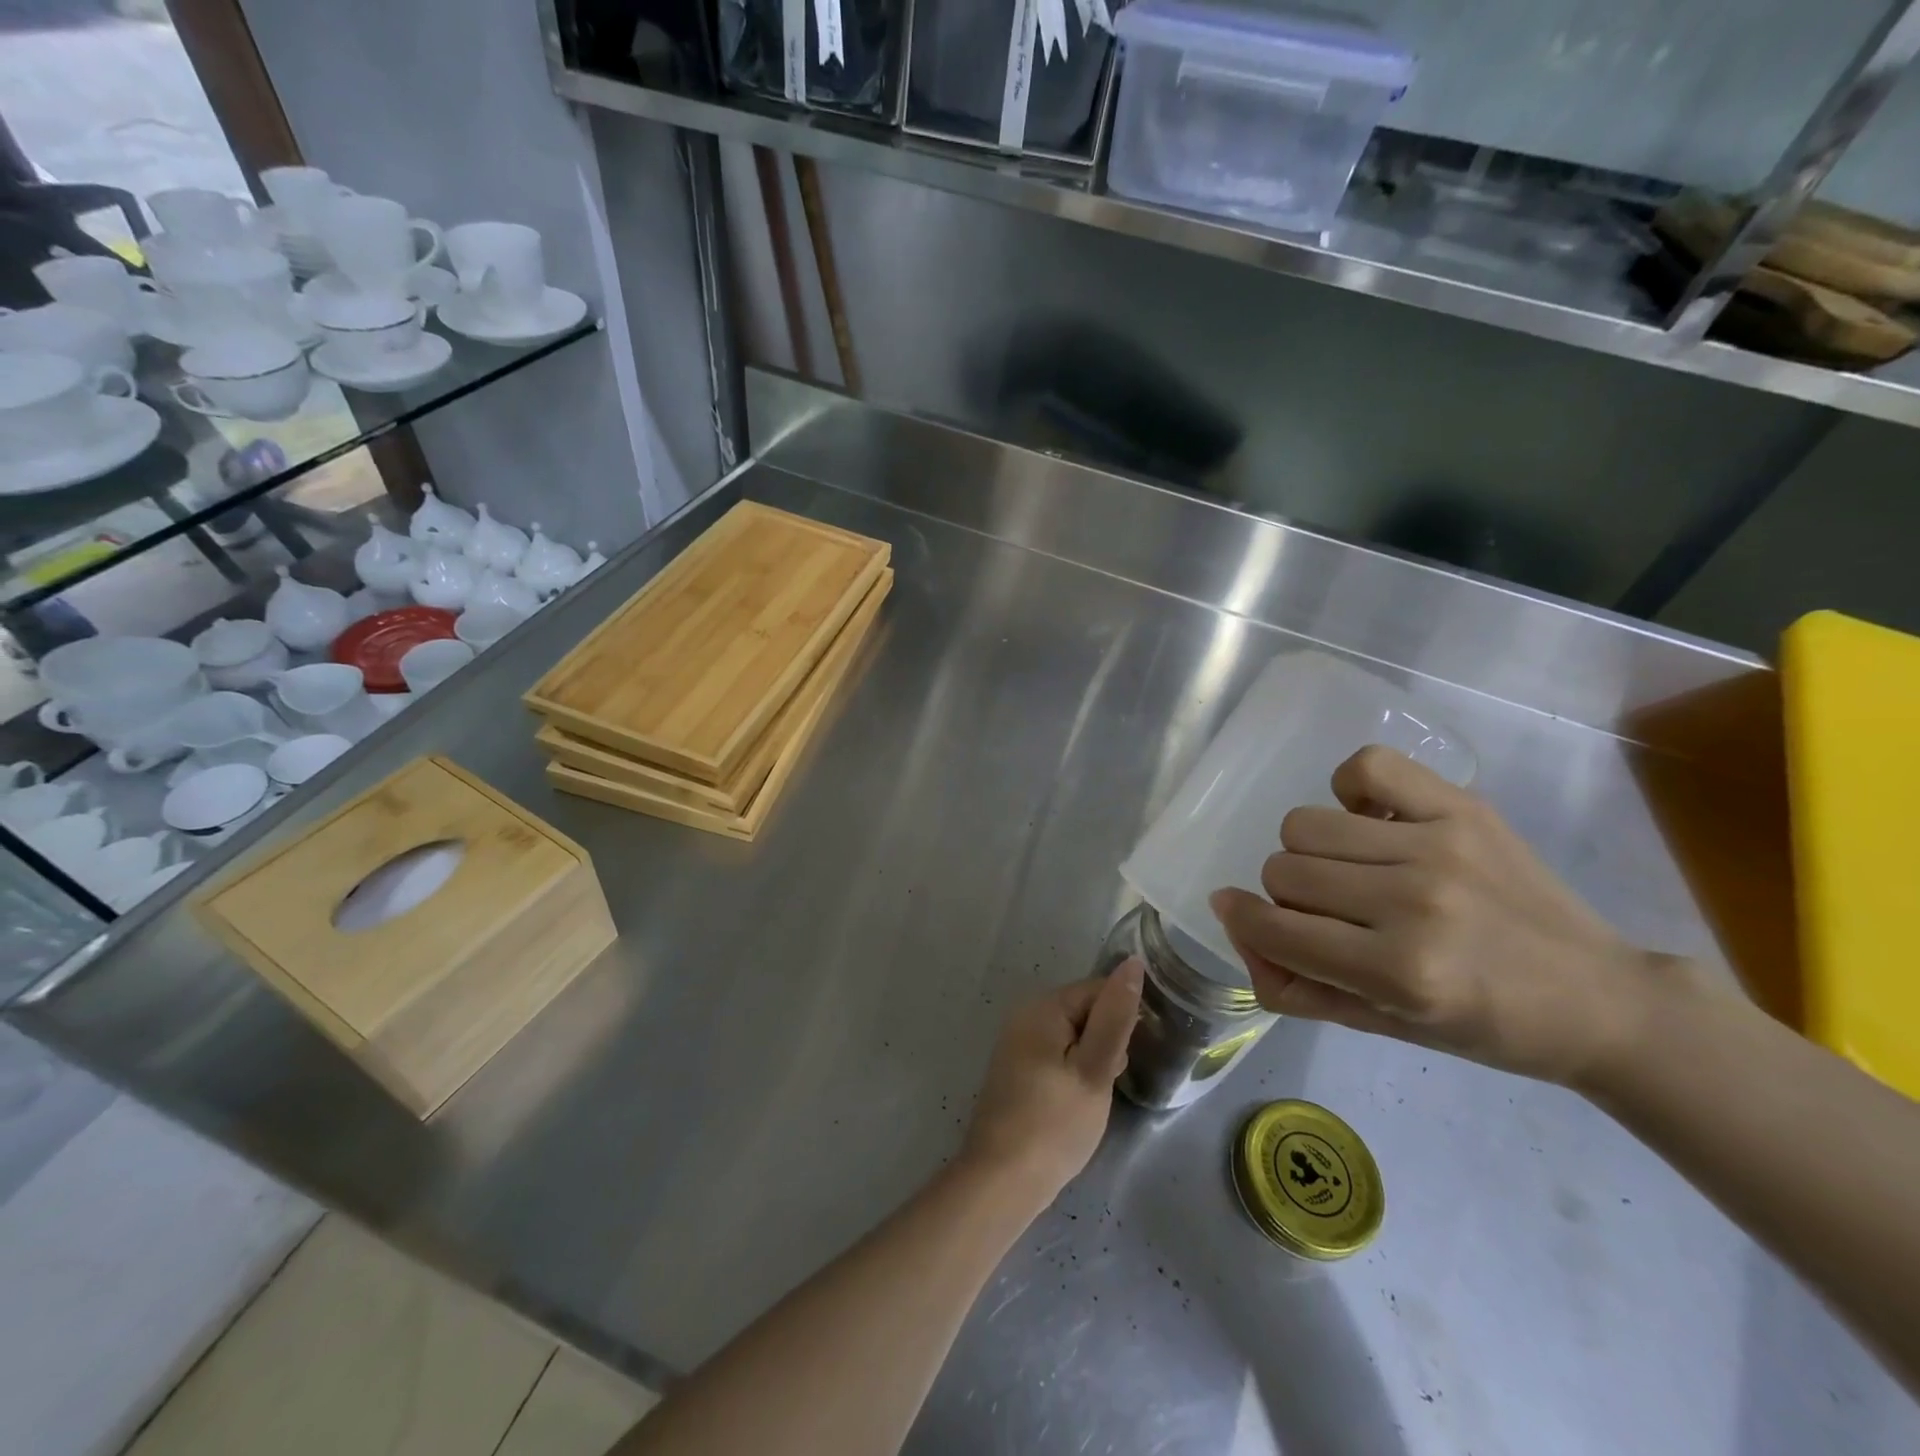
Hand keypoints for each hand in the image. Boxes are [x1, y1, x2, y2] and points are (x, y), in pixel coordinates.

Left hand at [959, 966, 1143, 1204]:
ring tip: (1093, 1097)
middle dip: (1107, 1041)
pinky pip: (1057, 1055)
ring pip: (1074, 1036)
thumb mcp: (1095, 1069)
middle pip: (1084, 1010)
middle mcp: (1025, 1014)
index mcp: (1043, 1006)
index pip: (1098, 989)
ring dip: (1093, 1060)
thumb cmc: (1055, 1123)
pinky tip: (1076, 1103)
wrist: (1002, 1180)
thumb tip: (1133, 963)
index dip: (1122, 1020)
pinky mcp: (1018, 1069)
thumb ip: (1115, 1016)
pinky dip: (1075, 1072)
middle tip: (1107, 1082)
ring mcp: (1018, 1042)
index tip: (1126, 1058)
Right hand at [1209, 745, 1662, 1086]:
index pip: (1273, 926)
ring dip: (1312, 851)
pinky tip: (1370, 820)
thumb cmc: (1484, 1026)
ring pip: (1306, 824)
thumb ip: (1292, 984)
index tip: (1241, 913)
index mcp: (1398, 972)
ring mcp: (1438, 846)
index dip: (1242, 919)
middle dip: (1289, 896)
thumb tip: (1234, 921)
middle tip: (1329, 912)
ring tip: (1352, 868)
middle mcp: (1414, 903)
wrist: (1599, 999)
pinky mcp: (1462, 808)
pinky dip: (1350, 790)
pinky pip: (1365, 767)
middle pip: (1282, 869)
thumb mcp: (1380, 1026)